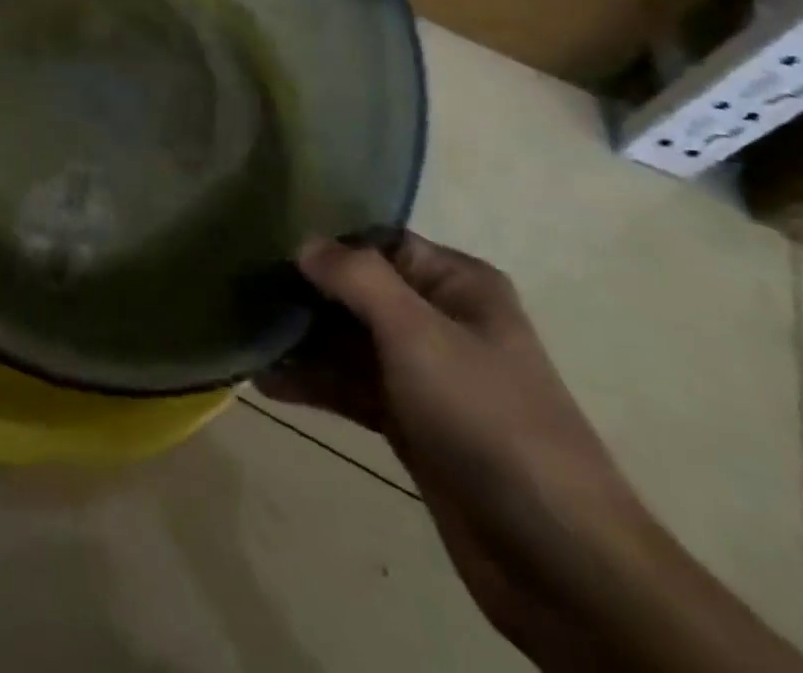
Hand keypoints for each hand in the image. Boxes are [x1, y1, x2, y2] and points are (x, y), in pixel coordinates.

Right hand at [259, 236, 647, 668]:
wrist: (559, 561)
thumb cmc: (488, 420)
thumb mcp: (419, 334)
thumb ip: (357, 279)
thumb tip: (304, 242)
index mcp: (457, 285)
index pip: (379, 242)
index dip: (326, 241)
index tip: (267, 242)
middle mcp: (441, 320)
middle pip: (358, 291)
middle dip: (305, 293)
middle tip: (243, 290)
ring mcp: (425, 375)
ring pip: (350, 342)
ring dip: (302, 341)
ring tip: (244, 336)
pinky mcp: (411, 423)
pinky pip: (352, 388)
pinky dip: (314, 383)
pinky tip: (267, 382)